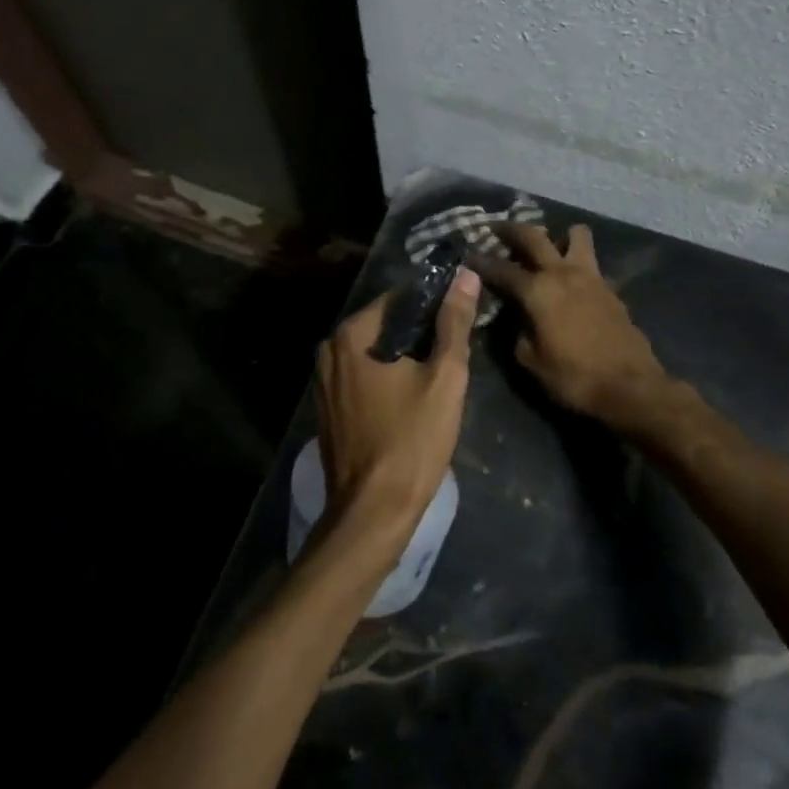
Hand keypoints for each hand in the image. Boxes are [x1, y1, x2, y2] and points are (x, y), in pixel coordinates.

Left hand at [314, 267, 480, 542]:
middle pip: (383, 324)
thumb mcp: (444, 377)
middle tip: (454, 344)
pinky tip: (412, 394)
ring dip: (403, 355)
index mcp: (351, 335)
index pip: (398, 297)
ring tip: (439, 368)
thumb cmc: (412, 440)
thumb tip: (465, 276)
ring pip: (372, 353)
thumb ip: (454, 323)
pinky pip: (362, 377)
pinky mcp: (328, 410)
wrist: (373, 512)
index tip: (459, 311)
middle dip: (418, 330)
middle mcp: (329, 351)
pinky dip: (386, 377)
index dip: (432, 301)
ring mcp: (323, 383)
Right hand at [471, 223, 670, 426]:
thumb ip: (517, 332)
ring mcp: (591, 276)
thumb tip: (515, 317)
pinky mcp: (610, 288)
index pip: (501, 269)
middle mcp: (562, 273)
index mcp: (538, 290)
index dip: (481, 262)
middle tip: (496, 228)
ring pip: (576, 235)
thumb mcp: (531, 361)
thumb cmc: (574, 377)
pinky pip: (590, 262)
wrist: (631, 387)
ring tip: (549, 246)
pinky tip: (571, 280)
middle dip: (511, 229)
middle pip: (533, 236)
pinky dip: (577, 262)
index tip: (468, 255)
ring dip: (559, 235)